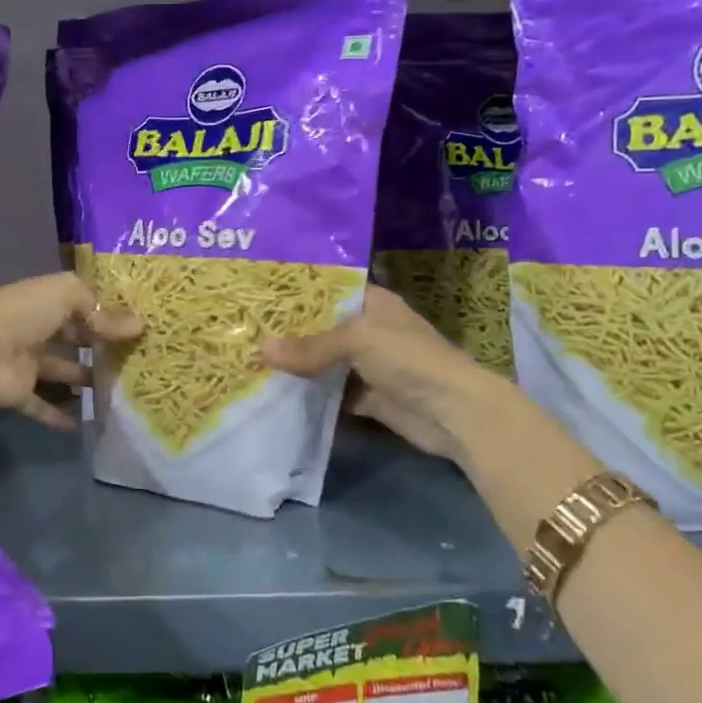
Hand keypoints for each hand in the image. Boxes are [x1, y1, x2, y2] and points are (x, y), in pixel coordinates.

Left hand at [0, 273, 138, 428]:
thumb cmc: (24, 313)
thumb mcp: (66, 295)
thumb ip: (100, 308)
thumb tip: (137, 325)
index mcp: (43, 301)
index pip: (79, 305)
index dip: (104, 314)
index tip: (134, 328)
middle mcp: (35, 329)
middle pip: (72, 338)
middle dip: (98, 346)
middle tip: (132, 359)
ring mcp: (25, 362)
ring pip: (61, 371)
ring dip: (84, 379)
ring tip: (118, 390)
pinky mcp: (19, 392)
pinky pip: (43, 405)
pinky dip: (61, 416)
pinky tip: (87, 424)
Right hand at [263, 285, 493, 460]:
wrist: (454, 412)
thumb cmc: (409, 358)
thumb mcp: (358, 340)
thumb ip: (311, 346)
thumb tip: (262, 351)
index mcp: (373, 303)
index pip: (330, 290)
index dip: (299, 292)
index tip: (261, 293)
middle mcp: (370, 330)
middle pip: (323, 328)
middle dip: (290, 332)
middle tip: (246, 329)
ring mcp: (369, 365)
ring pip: (325, 362)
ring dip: (297, 365)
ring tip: (252, 360)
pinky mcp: (368, 397)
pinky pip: (332, 392)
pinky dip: (310, 394)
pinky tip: (277, 392)